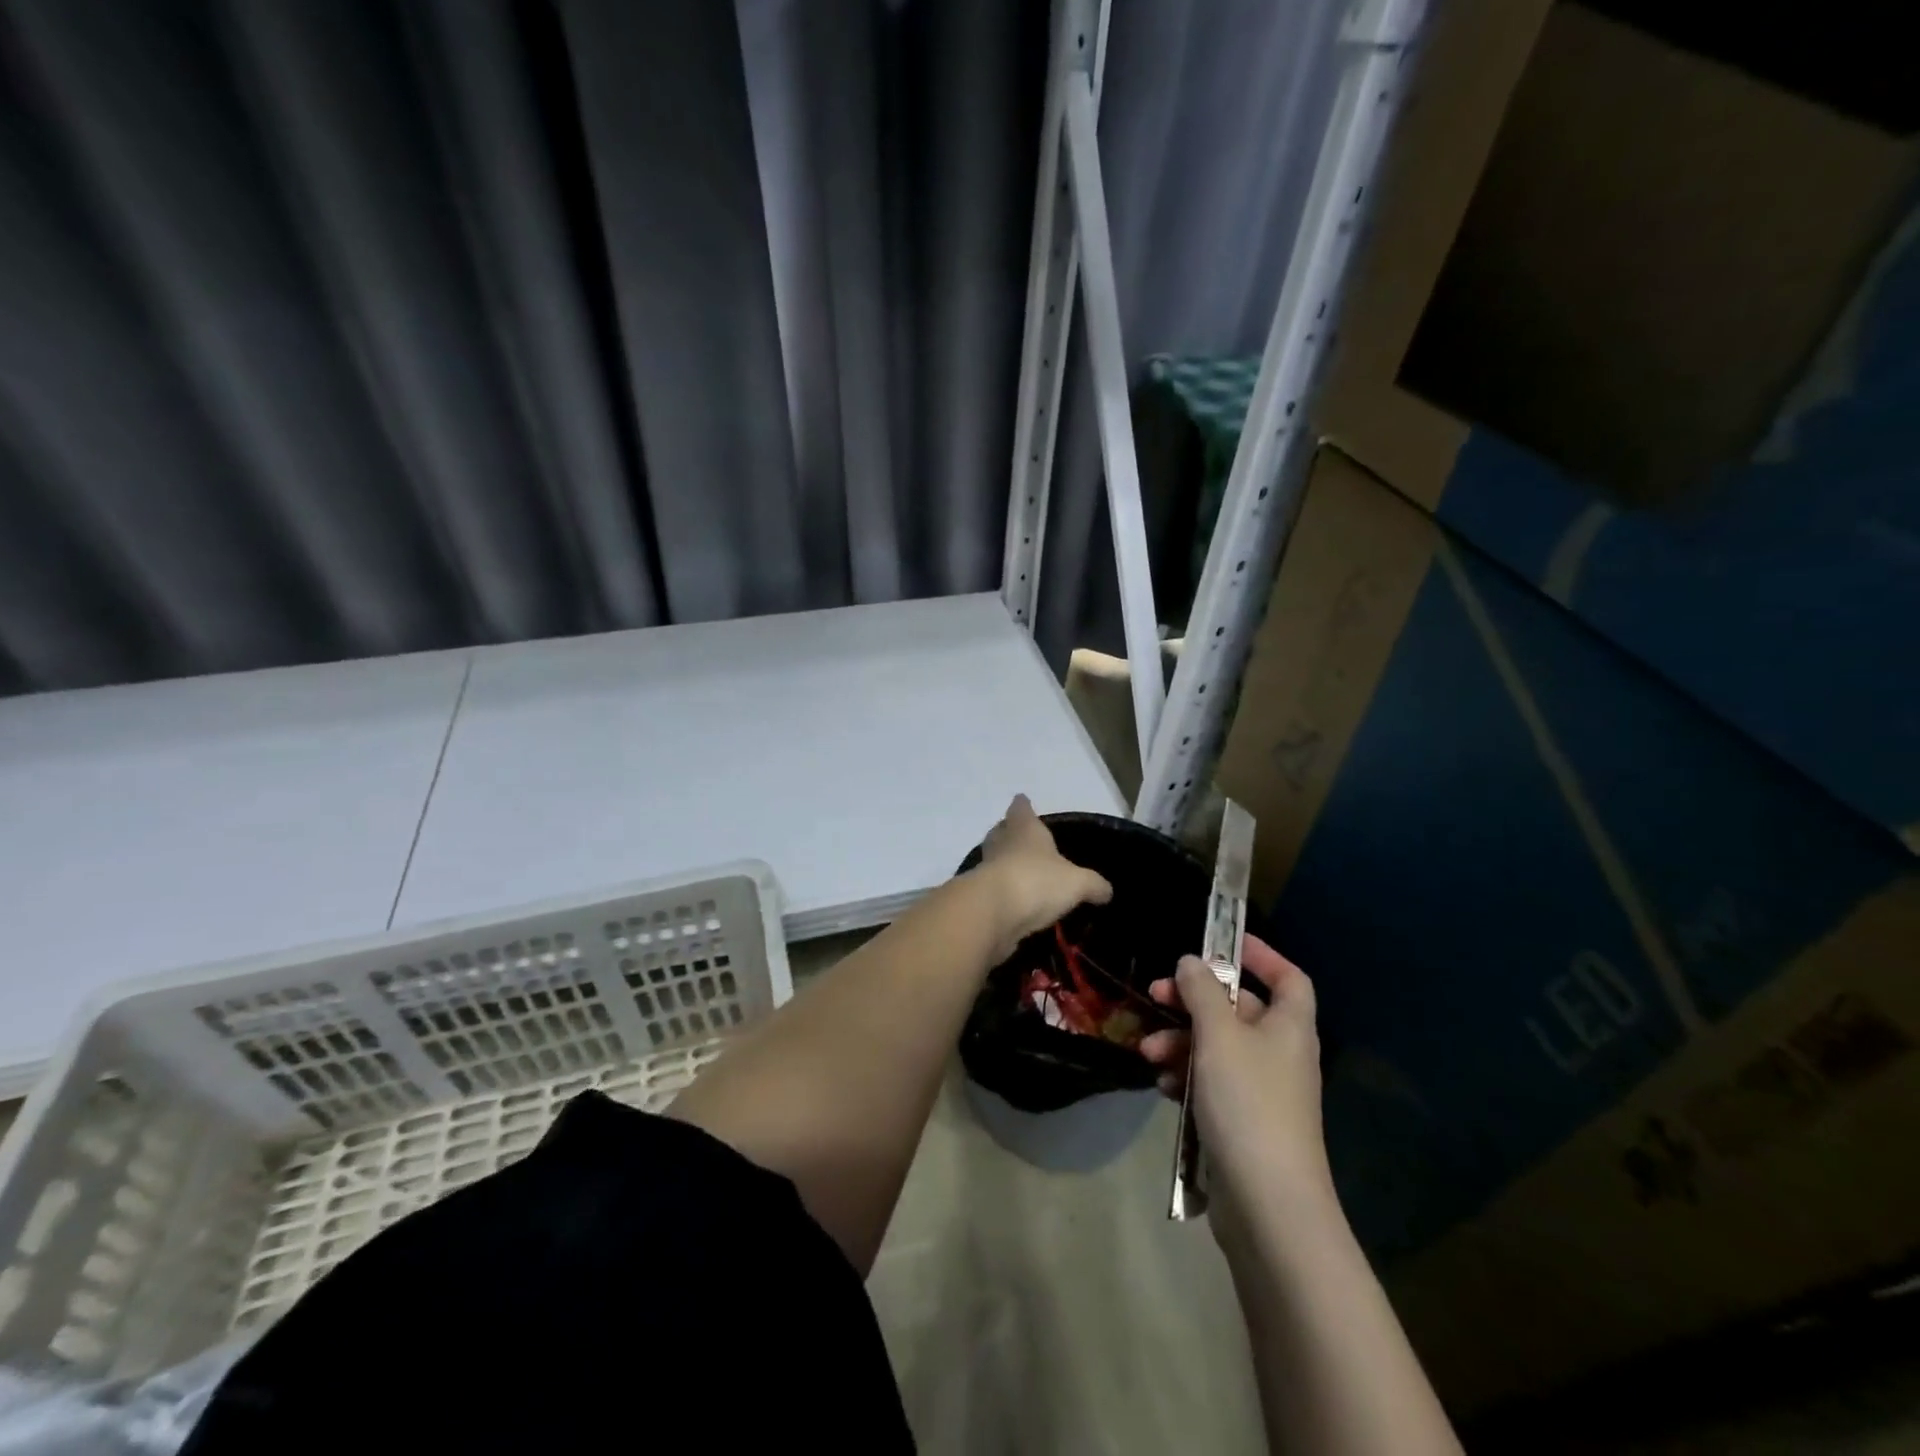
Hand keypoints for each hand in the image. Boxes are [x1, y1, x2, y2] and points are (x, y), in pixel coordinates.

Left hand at [974, 795, 1112, 963]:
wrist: (993, 913)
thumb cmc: (1037, 881)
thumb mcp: (1077, 883)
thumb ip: (1094, 884)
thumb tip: (1106, 891)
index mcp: (1024, 828)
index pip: (1021, 808)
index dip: (1023, 806)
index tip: (1023, 801)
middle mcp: (1002, 843)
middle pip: (1002, 832)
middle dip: (1010, 833)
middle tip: (1022, 838)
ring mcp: (986, 869)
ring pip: (995, 859)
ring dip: (1005, 863)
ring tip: (1023, 872)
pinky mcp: (979, 896)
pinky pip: (993, 888)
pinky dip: (1003, 892)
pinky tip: (1016, 901)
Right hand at [1139, 935, 1332, 1225]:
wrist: (1268, 1205)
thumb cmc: (1248, 1103)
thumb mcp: (1219, 1036)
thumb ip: (1202, 992)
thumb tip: (1192, 962)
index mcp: (1289, 1028)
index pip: (1288, 978)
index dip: (1260, 955)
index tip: (1222, 943)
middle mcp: (1280, 1054)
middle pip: (1239, 1010)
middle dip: (1193, 1001)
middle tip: (1156, 996)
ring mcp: (1262, 1091)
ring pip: (1217, 1047)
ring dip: (1180, 1041)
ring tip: (1148, 1051)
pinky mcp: (1242, 1122)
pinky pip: (1211, 1082)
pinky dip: (1185, 1076)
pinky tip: (1161, 1084)